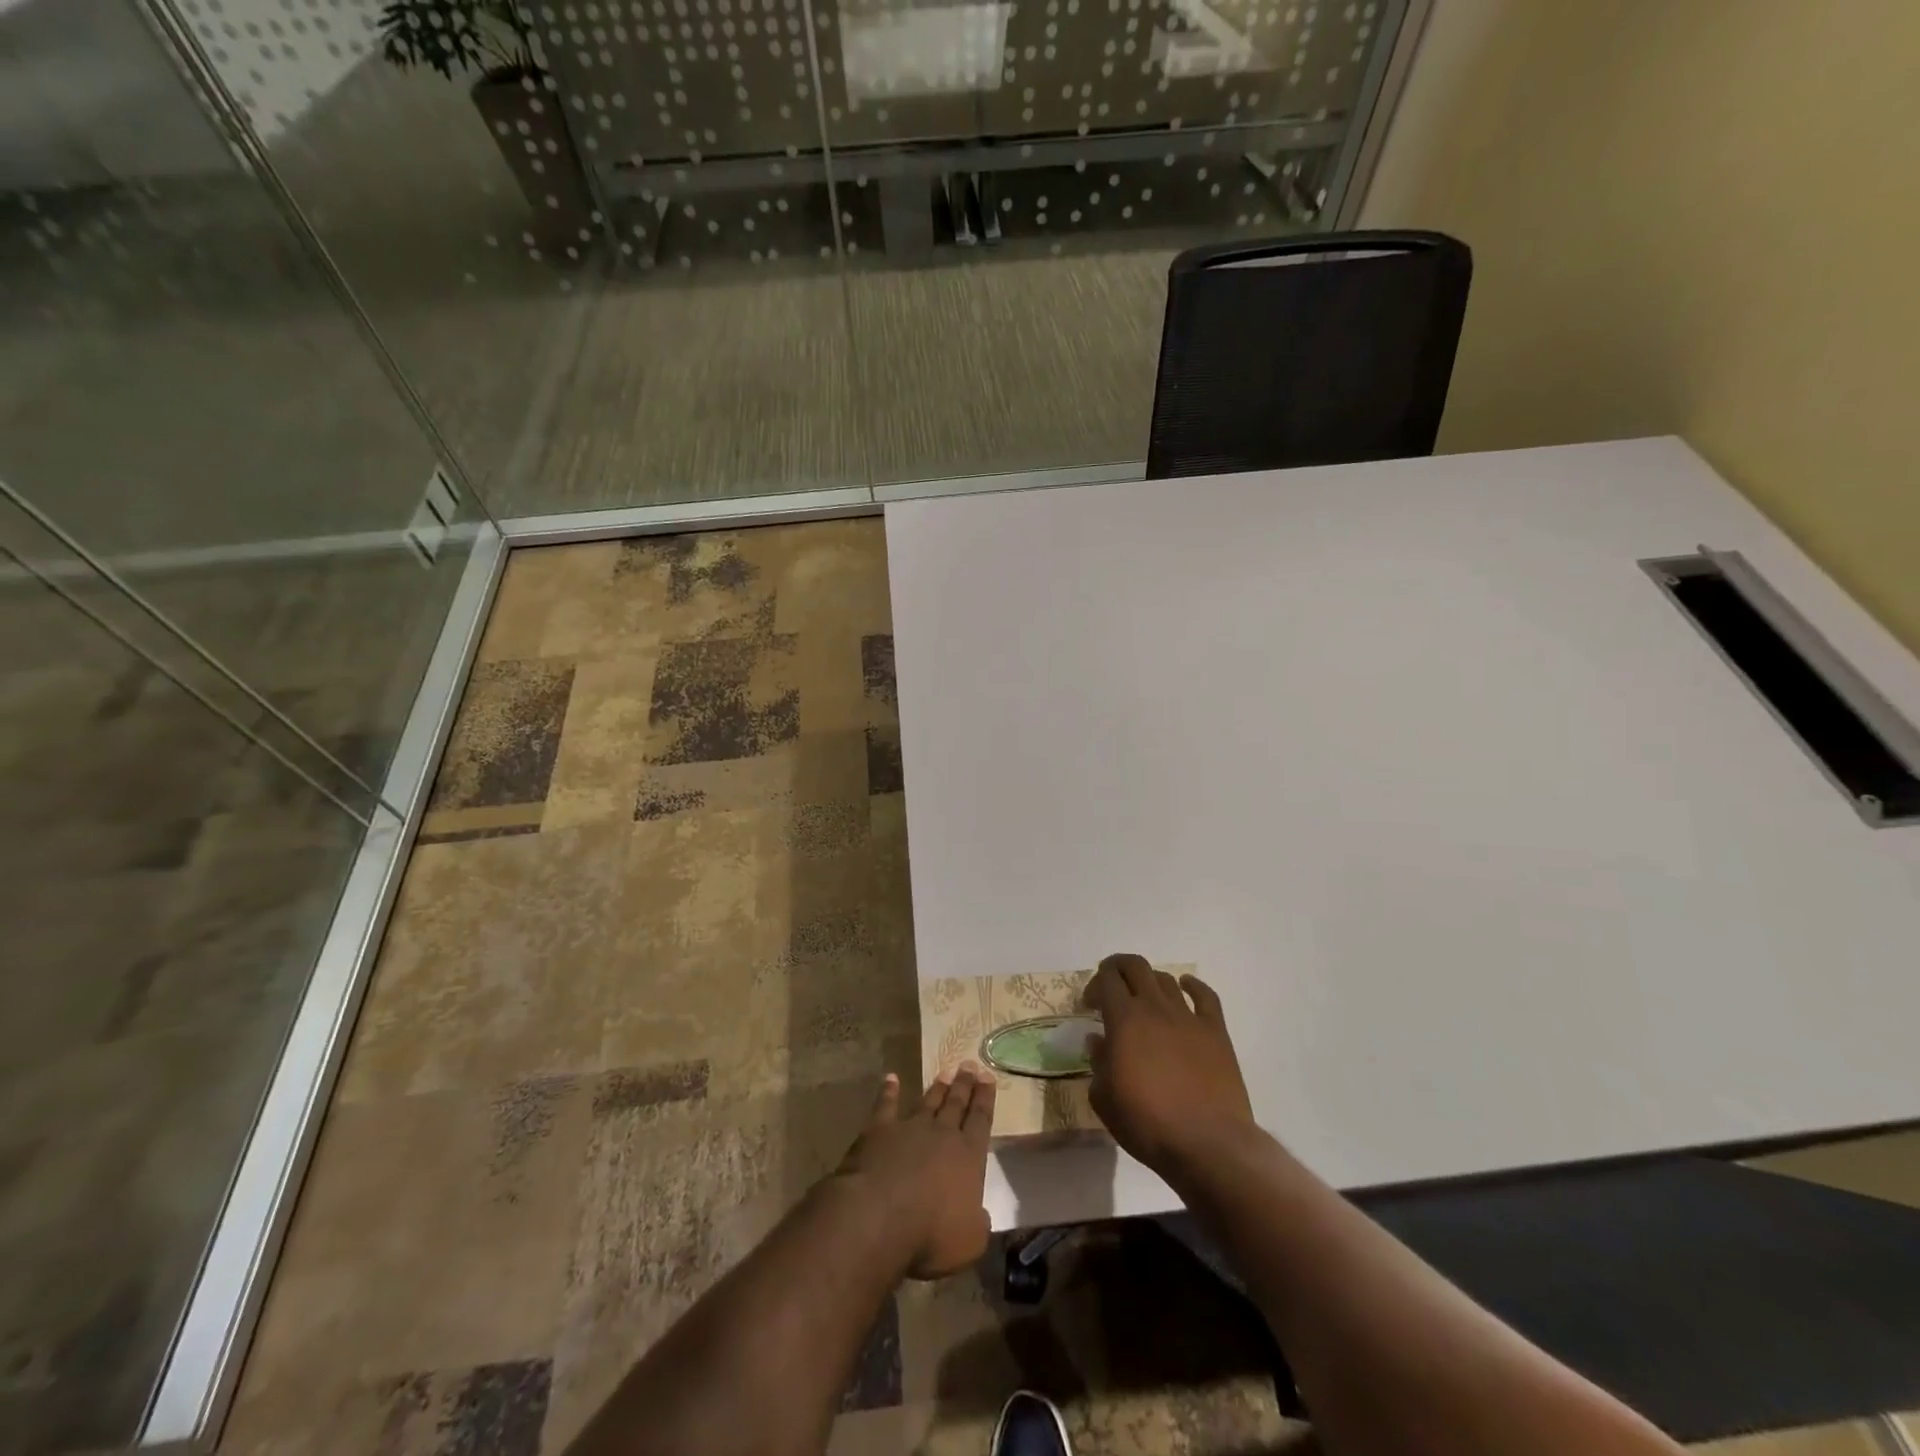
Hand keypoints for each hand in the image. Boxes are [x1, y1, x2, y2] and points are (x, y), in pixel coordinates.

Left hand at [833, 1065, 996, 1278]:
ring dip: (937, 1088)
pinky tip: (891, 1078)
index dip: (985, 1099)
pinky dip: (889, 1091)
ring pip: (928, 1102)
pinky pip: (886, 1106)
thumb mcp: (970, 1241)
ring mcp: (909, 1129)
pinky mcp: (878, 1132)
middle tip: (970, 1065)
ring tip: (945, 1072)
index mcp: (968, 1157)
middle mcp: (942, 1135)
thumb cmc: (930, 1233)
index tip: (988, 1077)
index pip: (981, 1121)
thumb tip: (980, 1215)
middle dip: (965, 1085)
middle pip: (956, 1105)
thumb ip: (978, 1223)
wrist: (878, 1215)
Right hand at [1084, 953, 1255, 1174]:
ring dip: (1150, 981)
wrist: (1208, 1143)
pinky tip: (1186, 986)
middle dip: (1119, 968)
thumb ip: (1098, 1062)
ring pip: (1166, 979)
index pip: (1106, 979)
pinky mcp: (1216, 1031)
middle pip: (1135, 966)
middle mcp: (1155, 1007)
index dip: (1095, 984)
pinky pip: (1205, 996)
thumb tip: (1098, 1040)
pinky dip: (1193, 985)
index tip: (1090, 1005)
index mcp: (1124, 1019)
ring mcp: (1188, 1017)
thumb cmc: (1148, 1123)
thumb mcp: (1104, 1099)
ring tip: (1144, 998)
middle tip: (1112, 988)